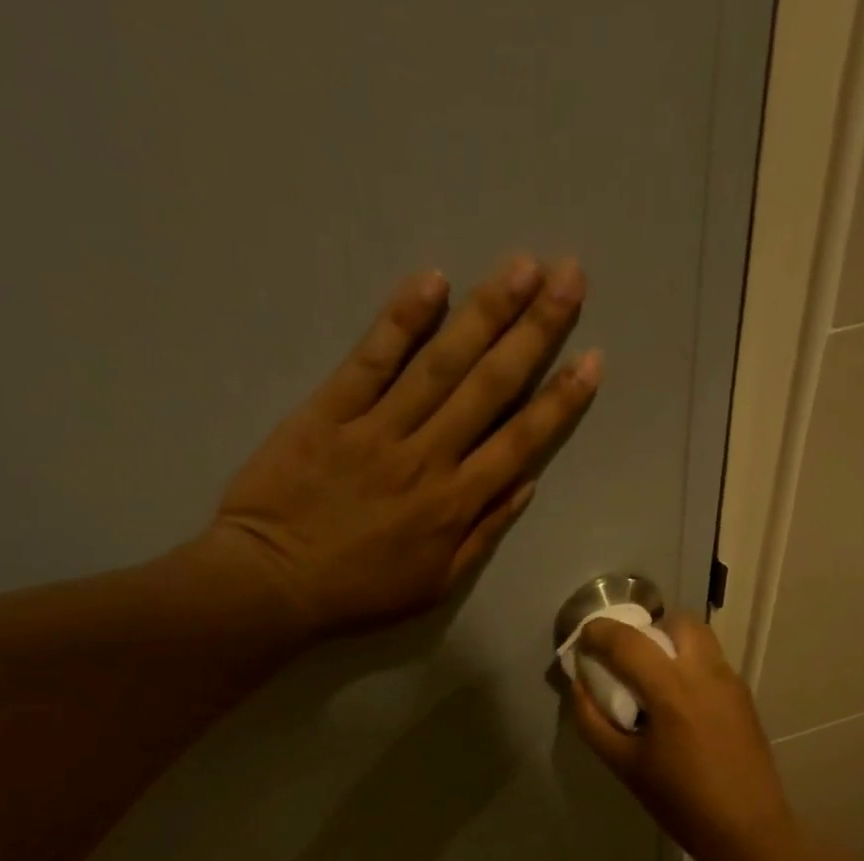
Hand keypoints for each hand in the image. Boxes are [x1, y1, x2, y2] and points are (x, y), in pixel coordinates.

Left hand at [195, 255, 600, 638]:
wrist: (273, 582)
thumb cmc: (359, 592)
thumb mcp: (435, 585)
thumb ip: (483, 533)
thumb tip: (525, 484)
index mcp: (455, 504)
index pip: (520, 442)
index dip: (559, 399)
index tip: (591, 359)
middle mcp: (427, 457)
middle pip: (489, 386)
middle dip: (535, 331)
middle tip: (569, 277)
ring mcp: (377, 428)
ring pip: (440, 363)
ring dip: (484, 312)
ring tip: (522, 265)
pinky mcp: (329, 410)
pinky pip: (371, 359)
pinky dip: (402, 320)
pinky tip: (433, 282)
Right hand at [568, 612, 797, 860]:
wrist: (747, 830)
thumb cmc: (680, 802)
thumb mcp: (624, 766)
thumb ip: (593, 721)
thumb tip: (579, 685)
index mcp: (672, 690)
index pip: (627, 640)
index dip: (598, 633)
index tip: (582, 641)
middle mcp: (706, 673)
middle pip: (676, 622)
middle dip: (645, 630)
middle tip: (625, 660)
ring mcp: (731, 683)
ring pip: (699, 639)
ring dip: (670, 645)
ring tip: (652, 683)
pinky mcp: (744, 698)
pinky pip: (712, 663)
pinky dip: (688, 666)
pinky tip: (678, 707)